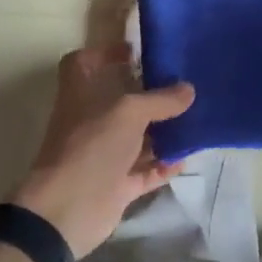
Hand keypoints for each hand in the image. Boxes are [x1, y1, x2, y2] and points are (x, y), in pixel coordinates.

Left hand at [13, 45, 195, 257]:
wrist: (67, 209)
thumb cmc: (92, 145)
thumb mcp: (129, 112)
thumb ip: (160, 100)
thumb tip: (188, 90)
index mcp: (81, 94)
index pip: (83, 63)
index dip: (104, 53)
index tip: (134, 52)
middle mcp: (90, 121)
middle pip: (118, 101)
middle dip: (147, 94)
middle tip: (181, 86)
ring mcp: (102, 154)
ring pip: (135, 138)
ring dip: (161, 131)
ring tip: (194, 120)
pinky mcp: (115, 185)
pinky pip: (144, 171)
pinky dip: (163, 165)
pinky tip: (186, 158)